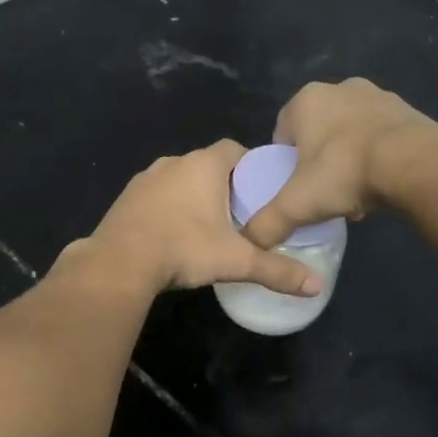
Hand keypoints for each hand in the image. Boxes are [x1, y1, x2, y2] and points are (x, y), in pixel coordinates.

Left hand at [84, 140, 323, 295]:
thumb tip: (317, 287)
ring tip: (207, 227)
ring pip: (179, 180)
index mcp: (204, 165)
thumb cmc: (185, 249)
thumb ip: (277, 271)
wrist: (120, 261)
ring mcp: (146, 178)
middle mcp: (174, 162)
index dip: (251, 166)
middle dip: (224, 185)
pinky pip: (156, 196)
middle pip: (208, 165)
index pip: (236, 149)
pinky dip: (168, 208)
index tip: (261, 191)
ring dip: (193, 196)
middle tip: (240, 214)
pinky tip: (173, 234)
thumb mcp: (237, 261)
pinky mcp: (126, 197)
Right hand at [242, 79, 433, 248]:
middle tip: (324, 193)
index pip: (282, 131)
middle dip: (319, 161)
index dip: (285, 162)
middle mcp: (339, 88)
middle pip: (318, 132)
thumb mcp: (297, 204)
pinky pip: (381, 136)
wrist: (413, 162)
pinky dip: (377, 157)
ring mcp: (377, 95)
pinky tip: (381, 185)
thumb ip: (267, 223)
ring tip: (355, 195)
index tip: (294, 188)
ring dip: (349, 160)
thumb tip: (249, 243)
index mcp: (305, 100)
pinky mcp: (407, 109)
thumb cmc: (344, 172)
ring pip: (350, 133)